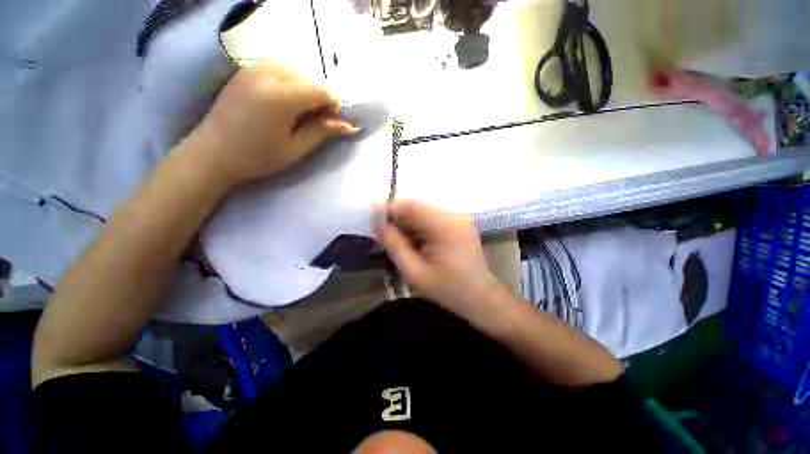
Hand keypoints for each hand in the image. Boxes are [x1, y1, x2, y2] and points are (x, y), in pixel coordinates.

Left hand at [186, 61, 356, 184]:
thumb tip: (349, 126)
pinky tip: (287, 98)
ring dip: (307, 87)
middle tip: (319, 119)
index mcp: (281, 97)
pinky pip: (280, 66)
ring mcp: (255, 67)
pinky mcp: (247, 68)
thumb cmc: (258, 156)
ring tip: (302, 110)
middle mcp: (268, 73)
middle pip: (311, 77)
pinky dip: (292, 80)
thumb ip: (323, 131)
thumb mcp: (296, 148)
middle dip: (322, 96)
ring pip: (297, 69)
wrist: (213, 151)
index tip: (334, 122)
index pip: (322, 90)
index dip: (334, 106)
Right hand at [374, 200, 503, 319]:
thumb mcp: (415, 272)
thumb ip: (395, 246)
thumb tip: (378, 226)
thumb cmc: (449, 289)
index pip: (413, 206)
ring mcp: (458, 220)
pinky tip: (410, 241)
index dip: (391, 208)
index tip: (372, 217)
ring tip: (393, 238)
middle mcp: (454, 216)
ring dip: (407, 223)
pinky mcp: (458, 226)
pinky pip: (432, 221)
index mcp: (446, 226)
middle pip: (419, 208)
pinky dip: (418, 228)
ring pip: (424, 214)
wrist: (481, 298)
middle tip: (380, 230)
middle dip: (397, 217)